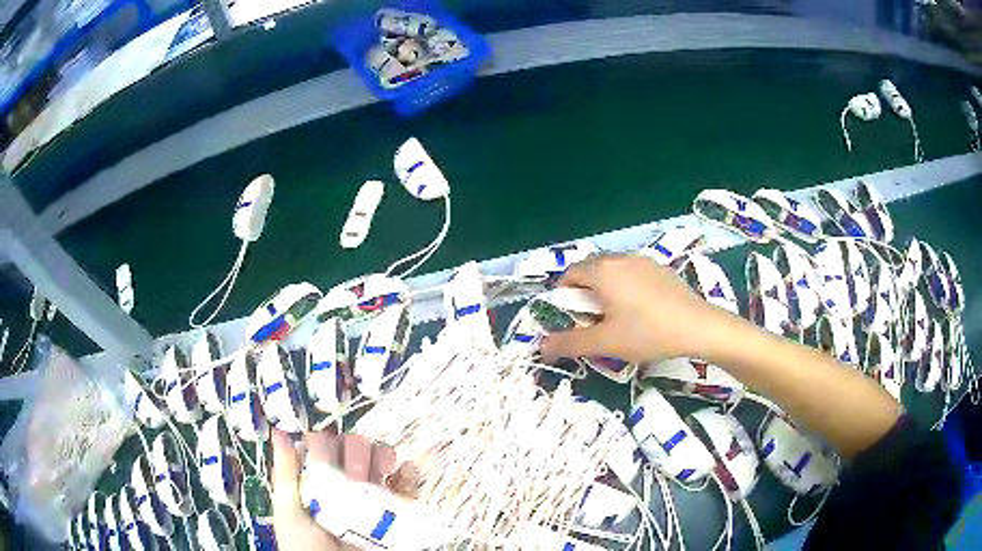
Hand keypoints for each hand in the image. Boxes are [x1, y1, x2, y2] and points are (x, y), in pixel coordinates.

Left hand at [271, 429, 418, 549]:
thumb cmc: (306, 548)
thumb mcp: (288, 513)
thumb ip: (286, 475)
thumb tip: (277, 432)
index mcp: (317, 481)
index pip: (324, 447)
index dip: (326, 441)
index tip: (323, 446)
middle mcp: (345, 485)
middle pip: (355, 450)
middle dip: (355, 450)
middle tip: (352, 471)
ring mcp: (372, 497)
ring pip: (381, 461)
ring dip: (382, 455)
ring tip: (379, 468)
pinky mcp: (396, 511)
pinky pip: (407, 487)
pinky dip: (409, 475)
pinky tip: (403, 474)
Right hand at [541, 254, 721, 363]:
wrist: (697, 326)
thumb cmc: (648, 333)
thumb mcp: (606, 342)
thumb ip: (570, 343)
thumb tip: (541, 346)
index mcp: (602, 271)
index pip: (568, 274)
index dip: (562, 295)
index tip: (568, 318)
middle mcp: (619, 258)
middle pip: (590, 269)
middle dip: (583, 292)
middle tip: (590, 320)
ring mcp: (642, 260)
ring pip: (612, 270)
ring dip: (604, 289)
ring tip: (615, 316)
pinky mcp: (659, 268)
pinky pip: (631, 272)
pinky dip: (624, 286)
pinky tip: (639, 310)